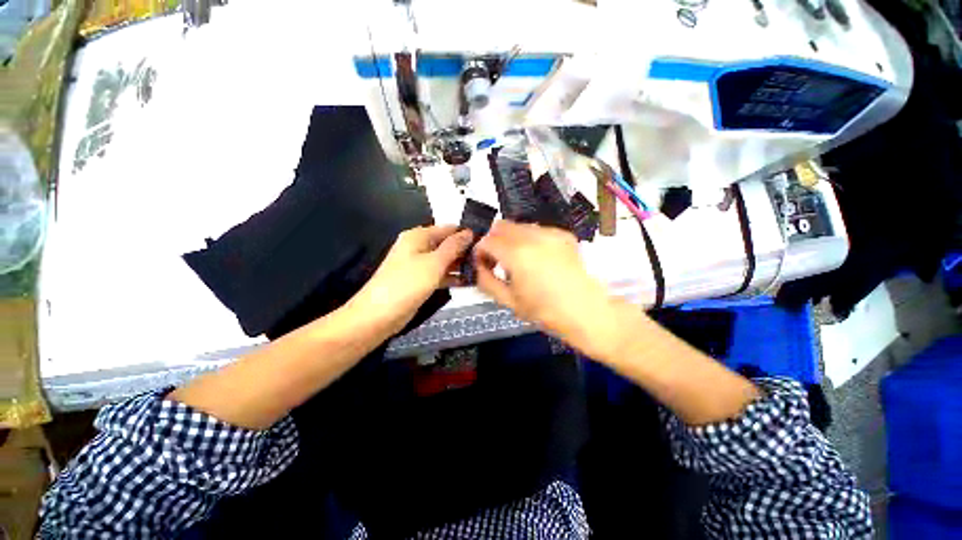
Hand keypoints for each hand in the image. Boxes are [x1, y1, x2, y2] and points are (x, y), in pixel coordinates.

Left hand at [347, 225, 473, 334]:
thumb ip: (453, 247)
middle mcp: (418, 247)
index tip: (485, 242)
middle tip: (486, 259)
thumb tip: (469, 232)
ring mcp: (418, 265)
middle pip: (446, 244)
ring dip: (460, 265)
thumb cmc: (407, 283)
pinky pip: (439, 274)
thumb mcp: (434, 263)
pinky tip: (467, 282)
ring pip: (444, 260)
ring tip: (481, 270)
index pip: (447, 229)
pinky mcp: (420, 281)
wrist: (379, 315)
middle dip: (464, 251)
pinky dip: (451, 277)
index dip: (465, 234)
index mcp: (418, 237)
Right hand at [473, 221, 621, 358]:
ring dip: (511, 239)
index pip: (486, 240)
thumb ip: (486, 281)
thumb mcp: (508, 301)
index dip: (480, 251)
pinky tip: (537, 258)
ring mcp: (550, 233)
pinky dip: (529, 239)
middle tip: (498, 261)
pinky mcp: (563, 234)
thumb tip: (478, 266)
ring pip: (519, 225)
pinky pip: (537, 230)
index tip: (483, 264)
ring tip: (519, 260)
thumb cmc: (545, 311)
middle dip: (494, 241)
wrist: (586, 311)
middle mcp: (532, 236)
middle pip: (501, 226)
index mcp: (517, 254)